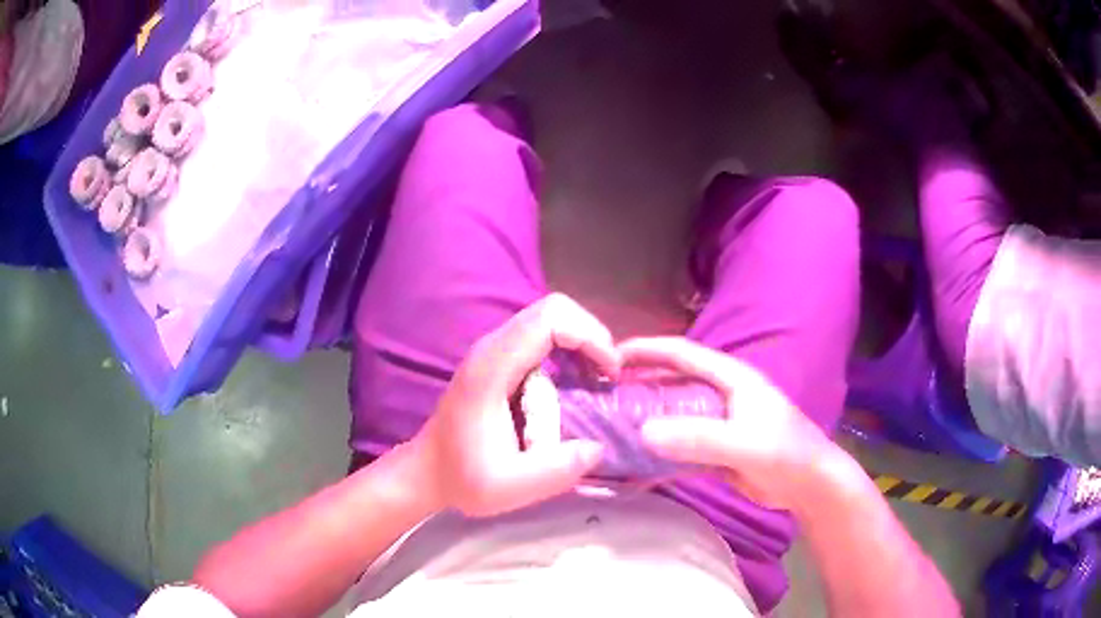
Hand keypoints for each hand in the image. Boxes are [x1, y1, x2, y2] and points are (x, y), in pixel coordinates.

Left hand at [412, 294, 621, 516]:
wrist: (428, 470)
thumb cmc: (462, 478)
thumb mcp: (509, 488)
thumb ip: (556, 471)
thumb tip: (599, 447)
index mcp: (492, 369)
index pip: (548, 319)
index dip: (589, 336)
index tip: (608, 374)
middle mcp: (492, 348)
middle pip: (553, 309)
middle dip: (591, 335)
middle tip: (608, 375)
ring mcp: (494, 350)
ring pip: (549, 318)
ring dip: (582, 341)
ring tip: (598, 379)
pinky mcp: (499, 359)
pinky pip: (542, 335)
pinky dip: (569, 349)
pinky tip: (576, 382)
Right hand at [619, 337, 839, 510]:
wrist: (809, 486)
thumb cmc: (785, 453)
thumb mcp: (745, 443)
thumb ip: (699, 438)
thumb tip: (644, 432)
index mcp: (731, 378)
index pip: (682, 353)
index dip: (647, 350)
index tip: (610, 356)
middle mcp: (721, 395)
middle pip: (673, 383)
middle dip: (639, 386)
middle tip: (603, 396)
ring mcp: (718, 424)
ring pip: (674, 416)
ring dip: (646, 420)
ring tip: (611, 428)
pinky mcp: (716, 450)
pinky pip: (680, 446)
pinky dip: (659, 453)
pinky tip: (636, 465)